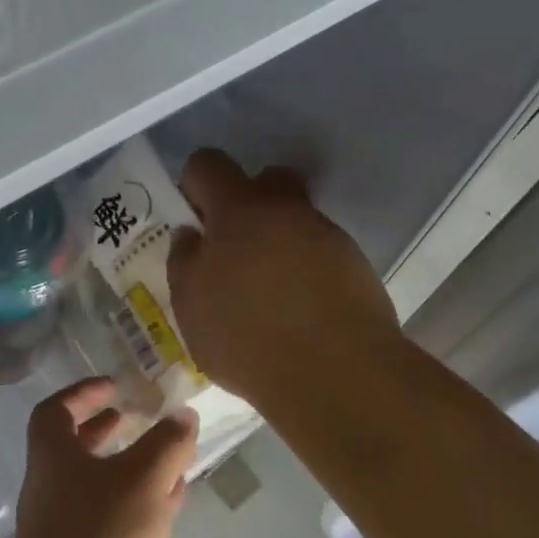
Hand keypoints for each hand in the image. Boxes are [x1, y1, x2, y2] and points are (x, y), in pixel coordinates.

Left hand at [5, 378, 198, 537]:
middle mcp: (50, 489)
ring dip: (130, 468)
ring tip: (169, 459)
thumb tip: (183, 415)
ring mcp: (62, 529)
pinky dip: (137, 505)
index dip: (83, 392)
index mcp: (52, 458)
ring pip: (98, 485)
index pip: (55, 410)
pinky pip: (110, 520)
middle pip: (75, 447)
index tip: (116, 386)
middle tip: (142, 418)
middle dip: (109, 429)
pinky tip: (170, 505)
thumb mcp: (144, 480)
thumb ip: (167, 443)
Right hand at [167, 149, 400, 411]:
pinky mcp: (354, 264)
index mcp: (238, 211)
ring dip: (277, 240)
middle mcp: (285, 211)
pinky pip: (318, 252)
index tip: (192, 220)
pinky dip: (304, 269)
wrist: (335, 372)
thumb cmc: (246, 337)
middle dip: (245, 203)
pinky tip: (297, 309)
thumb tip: (190, 236)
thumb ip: (184, 262)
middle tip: (232, 249)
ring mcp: (325, 235)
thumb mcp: (190, 307)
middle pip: (264, 180)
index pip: (208, 165)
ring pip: (294, 219)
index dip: (194, 184)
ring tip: (266, 290)